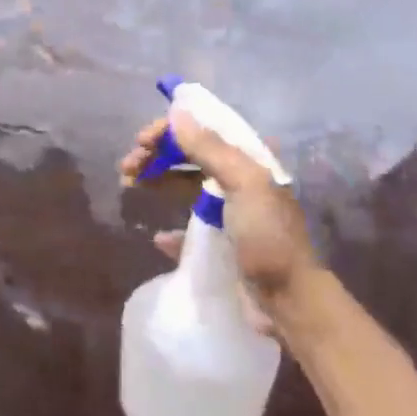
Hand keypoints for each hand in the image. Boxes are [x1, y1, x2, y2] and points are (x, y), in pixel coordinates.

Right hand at [118, 109, 322, 318]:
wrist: (289, 302)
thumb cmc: (268, 236)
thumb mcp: (243, 184)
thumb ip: (209, 148)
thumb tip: (177, 113)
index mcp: (249, 162)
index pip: (204, 131)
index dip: (170, 131)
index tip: (141, 141)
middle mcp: (239, 182)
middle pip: (190, 157)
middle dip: (157, 156)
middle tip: (126, 166)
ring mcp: (230, 215)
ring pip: (185, 188)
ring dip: (157, 182)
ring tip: (128, 186)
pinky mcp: (221, 246)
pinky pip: (188, 230)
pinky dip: (170, 230)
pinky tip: (157, 236)